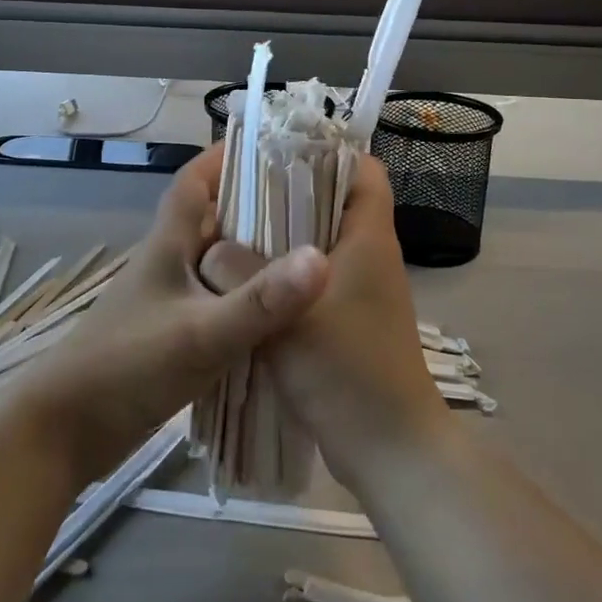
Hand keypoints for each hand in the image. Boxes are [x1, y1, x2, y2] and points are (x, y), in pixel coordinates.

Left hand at [13, 144, 328, 483]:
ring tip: (309, 255)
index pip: (194, 181)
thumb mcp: (200, 334)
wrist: (65, 432)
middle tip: (313, 205)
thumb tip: (322, 259)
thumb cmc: (127, 367)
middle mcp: (168, 264)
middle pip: (213, 219)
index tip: (273, 147)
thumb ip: (260, 301)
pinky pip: (218, 304)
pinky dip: (246, 301)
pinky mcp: (171, 337)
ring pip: (218, 264)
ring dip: (254, 256)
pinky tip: (280, 315)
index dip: (226, 157)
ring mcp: (168, 302)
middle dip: (257, 206)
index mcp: (167, 245)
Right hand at [201, 154, 449, 491]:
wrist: (389, 449)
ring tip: (232, 232)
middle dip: (289, 193)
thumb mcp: (284, 318)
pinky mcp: (348, 320)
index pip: (364, 170)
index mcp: (369, 239)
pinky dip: (285, 274)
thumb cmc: (346, 372)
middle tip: (238, 193)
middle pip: (335, 202)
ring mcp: (361, 290)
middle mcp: (370, 255)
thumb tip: (211, 248)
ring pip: (320, 243)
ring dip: (282, 237)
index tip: (278, 153)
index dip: (329, 152)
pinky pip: (314, 279)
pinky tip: (247, 284)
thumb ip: (241, 274)